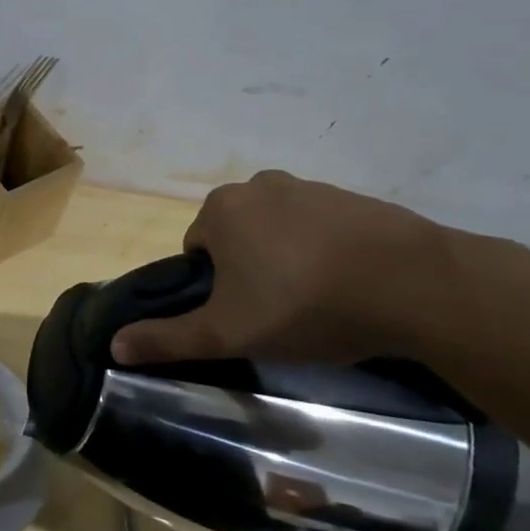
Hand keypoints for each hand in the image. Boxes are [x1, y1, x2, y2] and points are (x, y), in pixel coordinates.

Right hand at [111, 170, 451, 366]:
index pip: (197, 249)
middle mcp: (259, 185)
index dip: (214, 287)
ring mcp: (311, 187)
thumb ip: (168, 338)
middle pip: (237, 236)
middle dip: (249, 270)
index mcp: (221, 209)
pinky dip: (326, 252)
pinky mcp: (355, 199)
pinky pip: (322, 228)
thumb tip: (114, 345)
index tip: (244, 314)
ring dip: (287, 260)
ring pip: (279, 231)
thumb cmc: (304, 304)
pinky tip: (349, 285)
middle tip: (278, 312)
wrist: (415, 285)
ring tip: (317, 302)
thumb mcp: (228, 332)